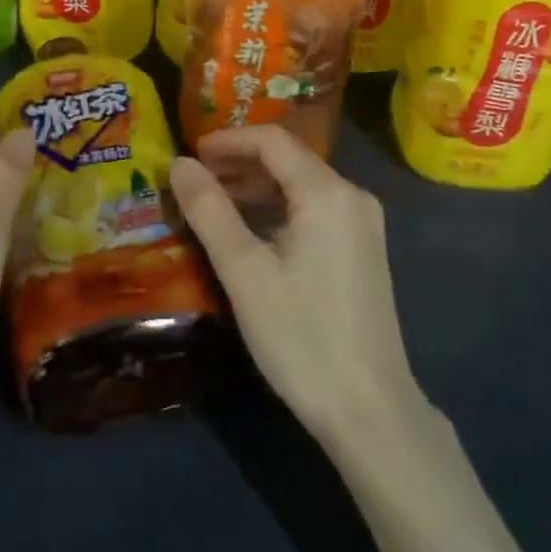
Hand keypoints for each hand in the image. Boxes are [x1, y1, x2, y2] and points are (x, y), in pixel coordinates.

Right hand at [170, 126, 420, 447]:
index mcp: (327, 193)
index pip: (272, 141)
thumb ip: (209, 210)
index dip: (229, 140)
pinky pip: (315, 209)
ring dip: (257, 186)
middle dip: (240, 162)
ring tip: (213, 202)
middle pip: (289, 159)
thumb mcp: (244, 272)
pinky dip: (278, 209)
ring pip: (301, 184)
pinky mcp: (363, 249)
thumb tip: (179, 163)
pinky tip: (250, 230)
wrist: (371, 411)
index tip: (190, 153)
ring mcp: (362, 223)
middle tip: (195, 178)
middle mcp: (352, 196)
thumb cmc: (302, 337)